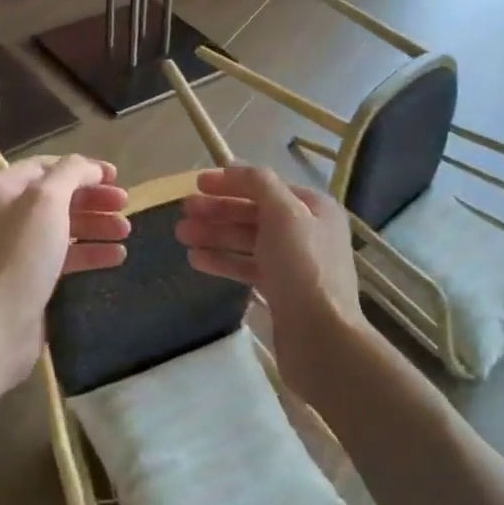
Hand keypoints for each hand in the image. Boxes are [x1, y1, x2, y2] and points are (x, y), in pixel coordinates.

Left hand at [0, 154, 129, 391]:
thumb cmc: (22, 254)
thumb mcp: (47, 200)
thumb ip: (71, 173)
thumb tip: (90, 168)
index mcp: (2, 190)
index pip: (47, 166)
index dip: (83, 168)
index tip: (116, 176)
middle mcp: (5, 215)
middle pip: (58, 197)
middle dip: (94, 199)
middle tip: (125, 204)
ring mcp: (16, 249)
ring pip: (63, 228)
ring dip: (97, 225)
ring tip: (127, 231)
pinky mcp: (28, 278)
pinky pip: (63, 257)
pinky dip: (90, 253)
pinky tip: (117, 257)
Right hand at [175, 165, 364, 384]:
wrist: (321, 338)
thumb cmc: (303, 268)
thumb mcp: (284, 214)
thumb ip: (259, 184)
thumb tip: (234, 166)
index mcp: (314, 208)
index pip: (266, 185)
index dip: (231, 182)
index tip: (197, 184)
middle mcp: (307, 231)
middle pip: (254, 213)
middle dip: (217, 210)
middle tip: (182, 212)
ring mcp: (294, 263)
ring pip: (247, 241)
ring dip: (214, 234)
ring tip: (181, 235)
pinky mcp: (281, 291)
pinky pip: (247, 267)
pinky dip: (223, 260)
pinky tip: (196, 259)